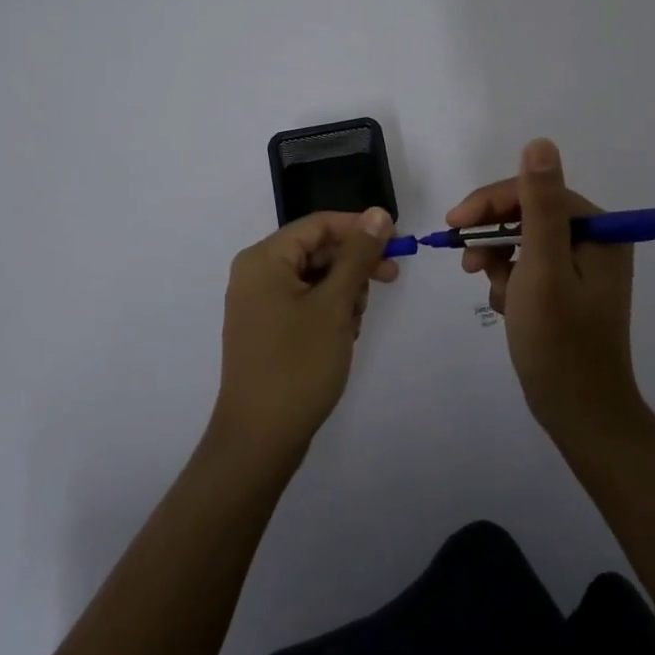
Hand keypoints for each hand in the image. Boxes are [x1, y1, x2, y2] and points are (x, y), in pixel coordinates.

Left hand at [210, 208, 397, 460]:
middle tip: (391, 279)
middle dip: (354, 265)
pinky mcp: (267, 328)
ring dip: (344, 292)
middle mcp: (256, 273)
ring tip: (354, 324)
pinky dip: (329, 312)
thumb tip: (378, 214)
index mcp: (264, 258)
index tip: (397, 243)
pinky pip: (305, 302)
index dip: (360, 229)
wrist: (259, 440)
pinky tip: (343, 336)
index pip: (319, 225)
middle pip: (317, 250)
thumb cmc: (298, 365)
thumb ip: (358, 255)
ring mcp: (259, 303)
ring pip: (315, 277)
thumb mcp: (335, 305)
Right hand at [447, 139, 643, 437]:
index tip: (454, 222)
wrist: (580, 414)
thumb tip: (540, 142)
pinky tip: (505, 306)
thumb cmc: (560, 342)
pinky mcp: (568, 289)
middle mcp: (595, 241)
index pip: (535, 192)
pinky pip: (529, 267)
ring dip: (499, 261)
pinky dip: (510, 281)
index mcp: (599, 230)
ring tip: (491, 290)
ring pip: (523, 241)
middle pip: (528, 215)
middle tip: (466, 262)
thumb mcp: (543, 267)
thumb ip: (539, 204)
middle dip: (493, 236)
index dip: (491, 203)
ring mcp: (582, 267)